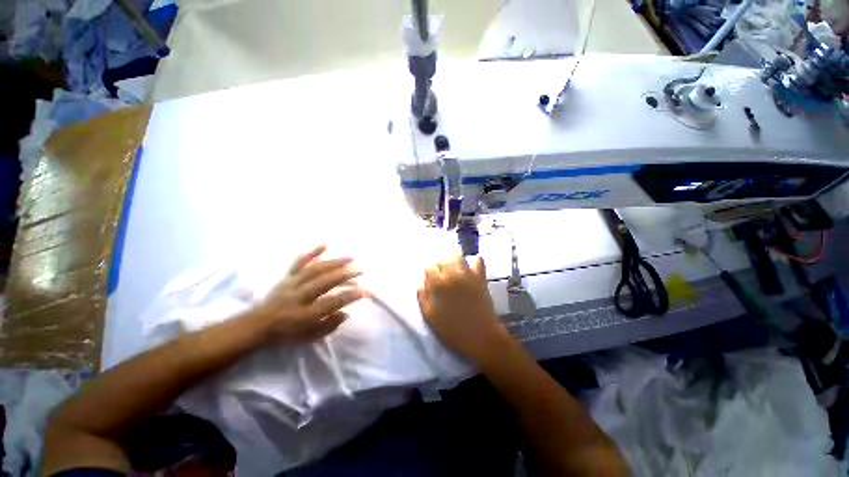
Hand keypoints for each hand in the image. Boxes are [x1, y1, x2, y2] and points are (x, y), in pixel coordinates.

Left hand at [249, 245, 366, 344]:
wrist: (256, 327)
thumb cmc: (286, 335)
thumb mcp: (309, 338)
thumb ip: (330, 326)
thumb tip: (346, 312)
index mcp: (306, 314)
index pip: (334, 302)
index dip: (352, 295)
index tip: (367, 291)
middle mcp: (299, 297)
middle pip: (326, 282)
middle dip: (346, 275)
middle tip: (360, 270)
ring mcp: (292, 284)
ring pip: (315, 270)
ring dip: (334, 262)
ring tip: (350, 258)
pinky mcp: (287, 277)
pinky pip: (299, 263)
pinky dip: (312, 252)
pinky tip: (325, 245)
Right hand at [418, 252, 509, 363]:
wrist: (480, 336)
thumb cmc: (452, 329)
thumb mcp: (430, 316)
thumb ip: (423, 295)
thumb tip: (422, 281)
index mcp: (438, 283)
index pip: (429, 266)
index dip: (428, 271)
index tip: (429, 277)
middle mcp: (452, 274)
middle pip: (442, 259)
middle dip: (439, 264)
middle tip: (440, 273)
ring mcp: (467, 274)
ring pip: (458, 255)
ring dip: (453, 257)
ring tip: (453, 264)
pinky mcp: (480, 277)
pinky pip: (478, 261)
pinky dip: (474, 261)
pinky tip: (471, 265)